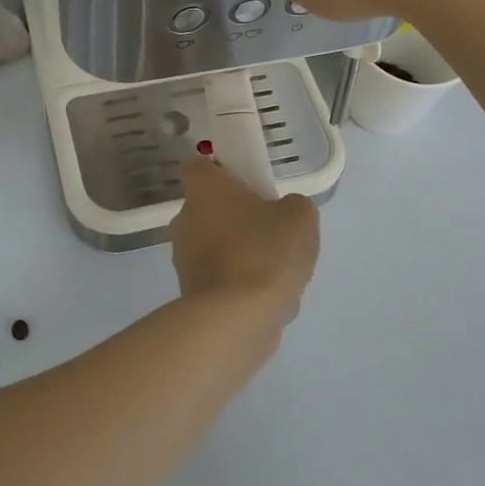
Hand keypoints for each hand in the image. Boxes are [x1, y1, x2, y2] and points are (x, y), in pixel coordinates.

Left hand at [170, 155, 320, 322]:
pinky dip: (240, 286)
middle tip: (273, 233)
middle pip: (211, 210)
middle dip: (239, 219)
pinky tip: (267, 300)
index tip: (249, 185)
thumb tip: (283, 214)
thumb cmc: (265, 252)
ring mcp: (184, 258)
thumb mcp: (300, 217)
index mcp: (205, 190)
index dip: (222, 172)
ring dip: (242, 255)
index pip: (200, 168)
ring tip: (278, 275)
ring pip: (217, 246)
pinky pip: (221, 279)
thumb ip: (292, 206)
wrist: (237, 317)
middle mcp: (185, 219)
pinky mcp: (190, 292)